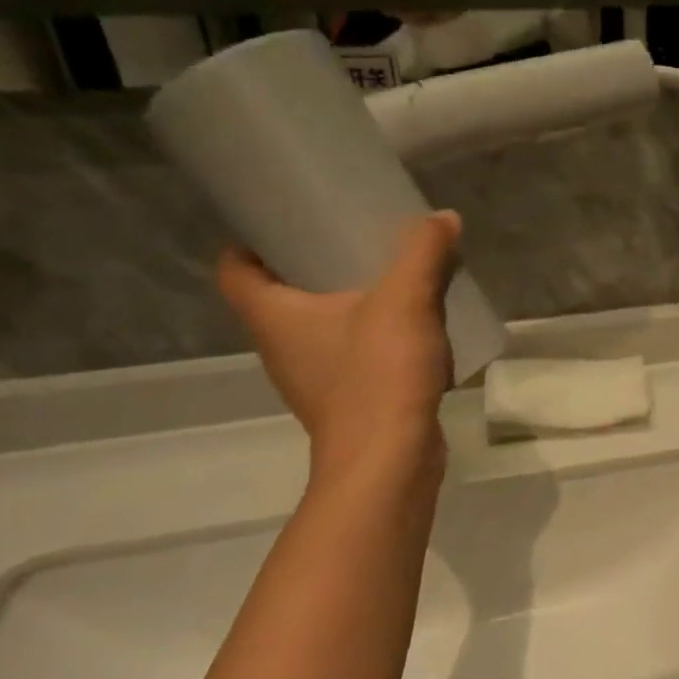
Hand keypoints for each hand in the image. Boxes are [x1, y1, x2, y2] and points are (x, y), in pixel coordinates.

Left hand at [219, 214, 460, 478]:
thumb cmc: (377, 375)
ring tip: (390, 276)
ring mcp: (313, 378)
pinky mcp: (346, 400)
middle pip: (281, 294)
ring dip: (349, 301)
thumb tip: (443, 217)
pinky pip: (352, 352)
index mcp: (274, 316)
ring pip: (322, 325)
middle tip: (352, 235)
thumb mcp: (405, 300)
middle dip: (312, 263)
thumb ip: (423, 252)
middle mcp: (282, 346)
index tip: (288, 219)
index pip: (235, 269)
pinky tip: (412, 325)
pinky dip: (373, 334)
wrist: (390, 461)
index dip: (252, 241)